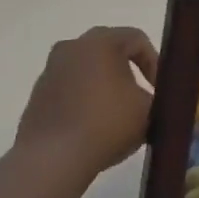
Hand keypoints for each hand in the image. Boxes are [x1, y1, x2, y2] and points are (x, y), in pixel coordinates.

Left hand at [16, 27, 158, 179]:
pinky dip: (83, 99)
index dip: (154, 63)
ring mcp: (51, 69)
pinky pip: (69, 88)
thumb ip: (158, 98)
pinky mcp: (38, 93)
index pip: (137, 39)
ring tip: (116, 114)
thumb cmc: (106, 124)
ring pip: (86, 69)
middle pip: (109, 50)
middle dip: (128, 70)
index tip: (160, 90)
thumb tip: (156, 101)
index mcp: (101, 41)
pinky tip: (91, 126)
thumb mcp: (148, 111)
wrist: (52, 158)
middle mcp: (73, 46)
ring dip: (104, 85)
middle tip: (140, 96)